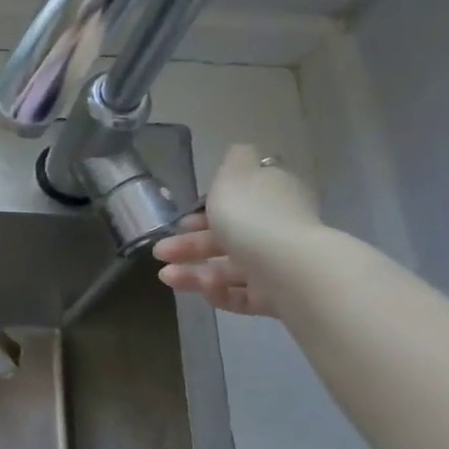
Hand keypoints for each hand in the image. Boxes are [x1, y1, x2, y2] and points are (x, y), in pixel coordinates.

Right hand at [153, 143, 320, 316]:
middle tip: (160, 252)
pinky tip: (202, 289)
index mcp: (271, 196)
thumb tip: (239, 151)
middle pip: (228, 237)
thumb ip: (233, 160)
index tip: (179, 221)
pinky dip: (219, 292)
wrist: (288, 269)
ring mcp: (277, 265)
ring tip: (166, 277)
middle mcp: (276, 229)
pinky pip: (241, 294)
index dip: (205, 210)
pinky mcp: (275, 296)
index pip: (238, 202)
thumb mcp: (234, 175)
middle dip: (189, 245)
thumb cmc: (252, 217)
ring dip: (194, 272)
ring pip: (229, 268)